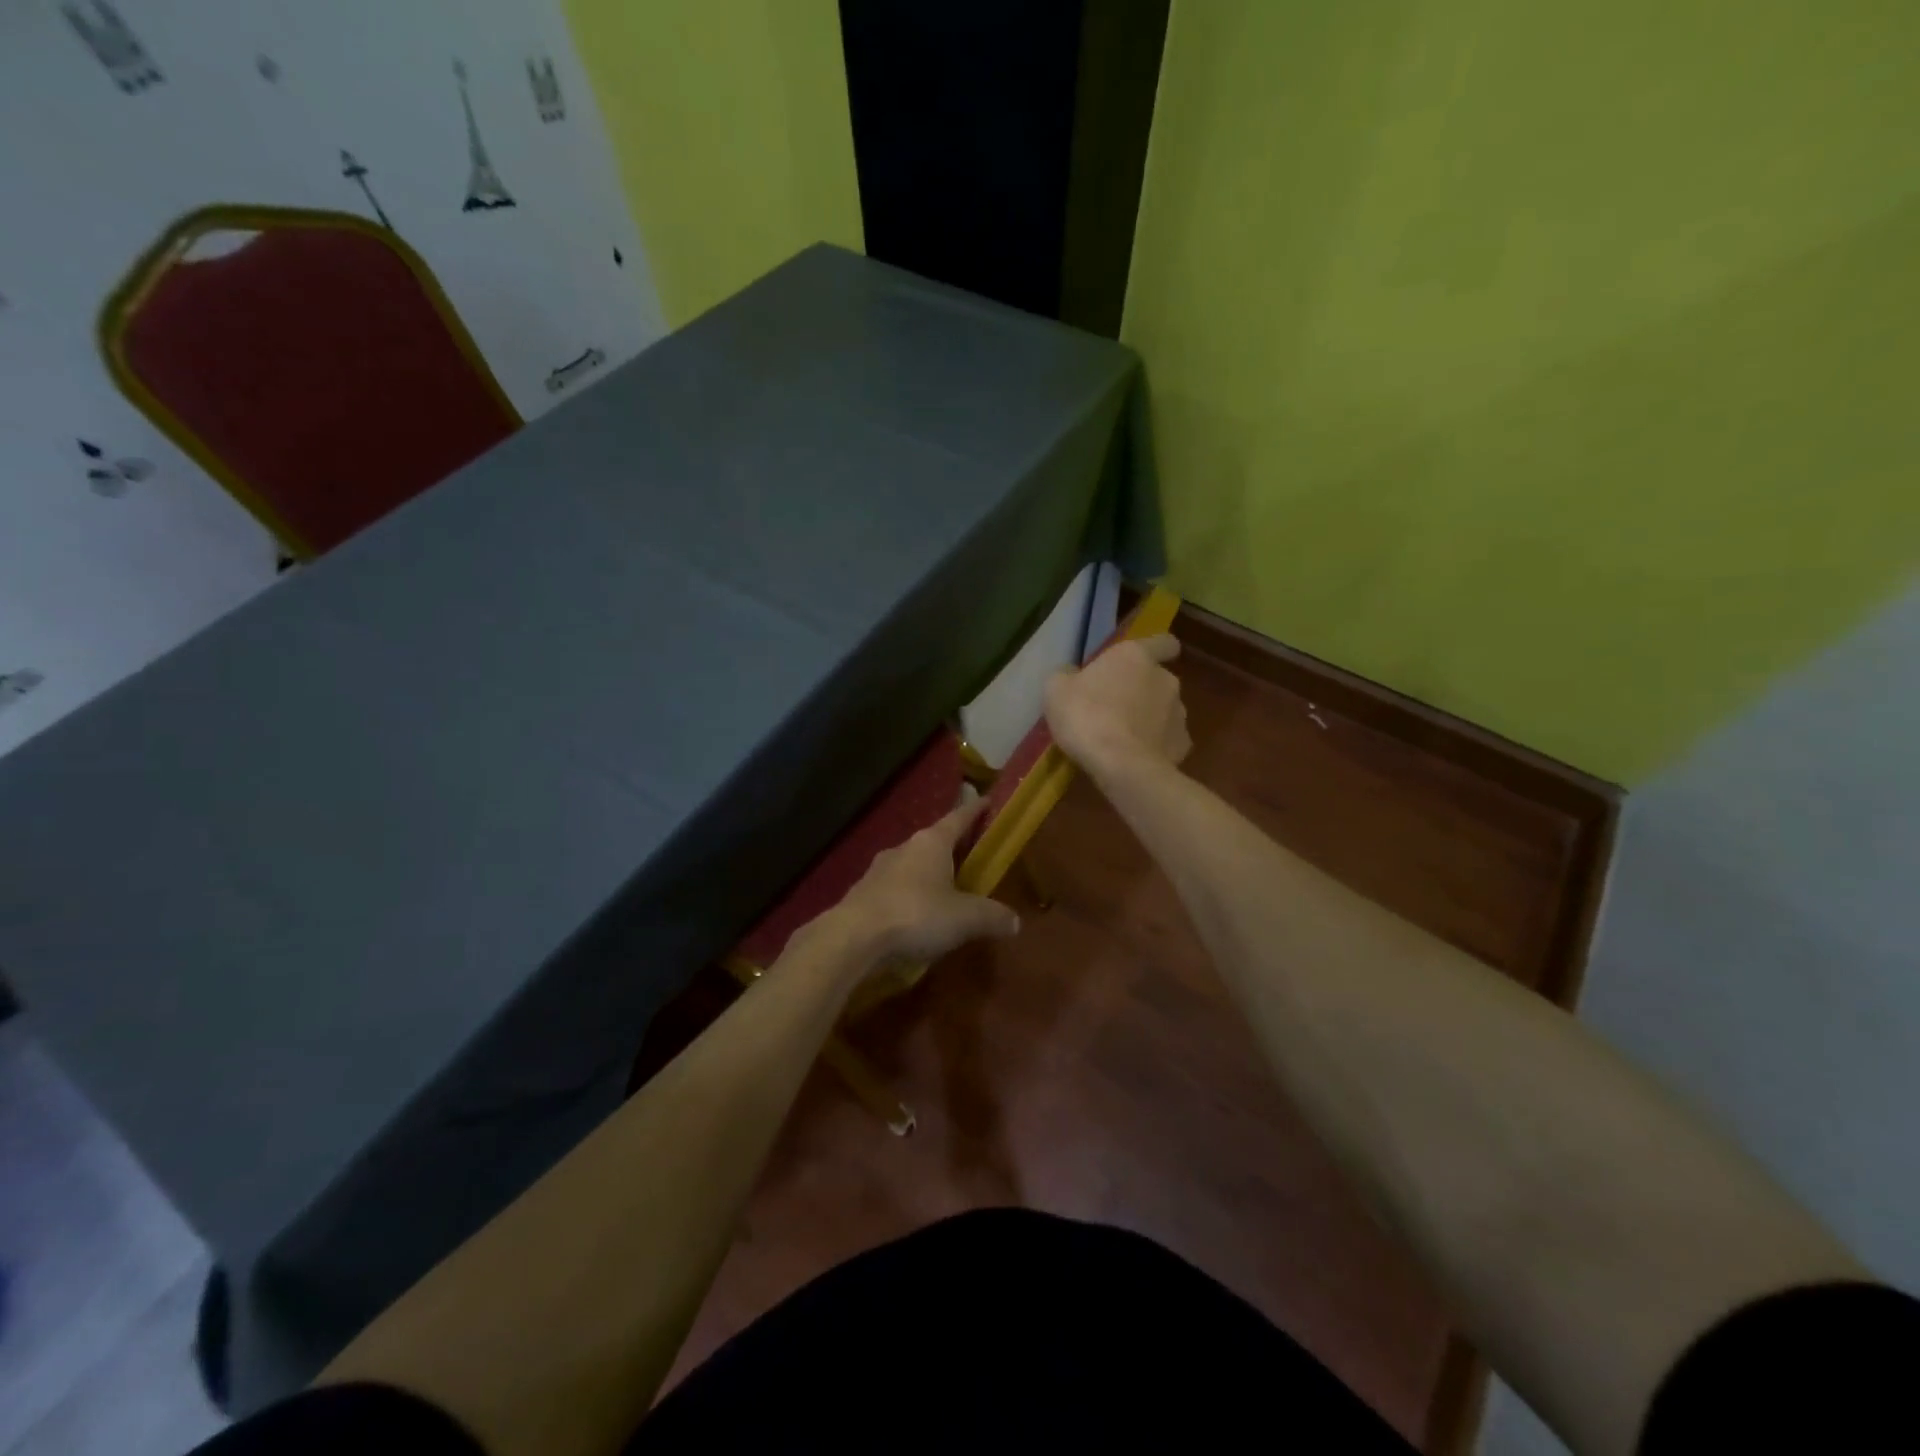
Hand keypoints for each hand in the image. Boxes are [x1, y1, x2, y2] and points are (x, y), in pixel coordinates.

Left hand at [827, 798, 1019, 964]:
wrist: (853, 937)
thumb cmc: (916, 914)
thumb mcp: (965, 918)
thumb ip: (992, 916)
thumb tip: (1016, 921)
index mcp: (932, 842)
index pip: (958, 818)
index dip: (974, 810)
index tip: (986, 801)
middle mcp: (904, 847)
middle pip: (934, 841)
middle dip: (951, 847)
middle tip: (969, 854)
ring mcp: (879, 869)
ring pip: (911, 864)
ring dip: (927, 873)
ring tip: (944, 890)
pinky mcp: (863, 894)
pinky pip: (894, 888)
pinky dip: (909, 896)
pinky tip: (915, 916)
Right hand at [1044, 634, 1190, 783]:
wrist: (1120, 766)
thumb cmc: (1086, 716)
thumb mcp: (1056, 689)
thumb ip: (1067, 676)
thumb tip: (1071, 675)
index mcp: (1137, 657)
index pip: (1163, 642)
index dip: (1154, 649)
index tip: (1140, 662)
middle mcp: (1165, 679)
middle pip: (1158, 680)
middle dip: (1141, 691)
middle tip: (1114, 709)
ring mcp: (1179, 714)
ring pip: (1165, 711)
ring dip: (1149, 720)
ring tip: (1124, 739)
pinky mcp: (1182, 746)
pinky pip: (1168, 742)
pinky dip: (1155, 747)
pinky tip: (1136, 759)